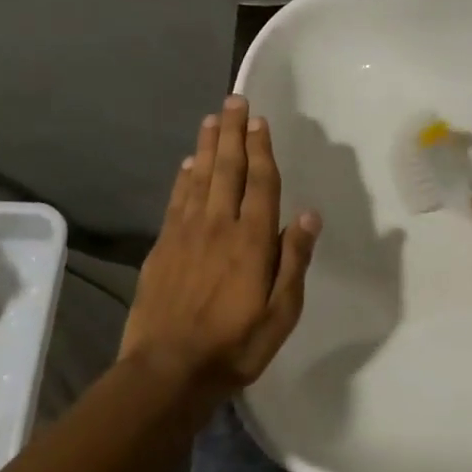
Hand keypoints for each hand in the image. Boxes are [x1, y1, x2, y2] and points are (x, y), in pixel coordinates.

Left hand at [121, 95, 320, 395]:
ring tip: (212, 119)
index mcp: (252, 241)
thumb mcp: (281, 313)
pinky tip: (187, 164)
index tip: (260, 120)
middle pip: (227, 169)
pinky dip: (183, 178)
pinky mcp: (162, 247)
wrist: (167, 370)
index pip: (260, 183)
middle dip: (233, 133)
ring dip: (207, 146)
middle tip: (234, 100)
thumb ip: (294, 260)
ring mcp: (185, 234)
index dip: (261, 149)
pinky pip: (176, 201)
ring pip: (198, 178)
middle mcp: (218, 226)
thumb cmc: (235, 346)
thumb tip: (308, 214)